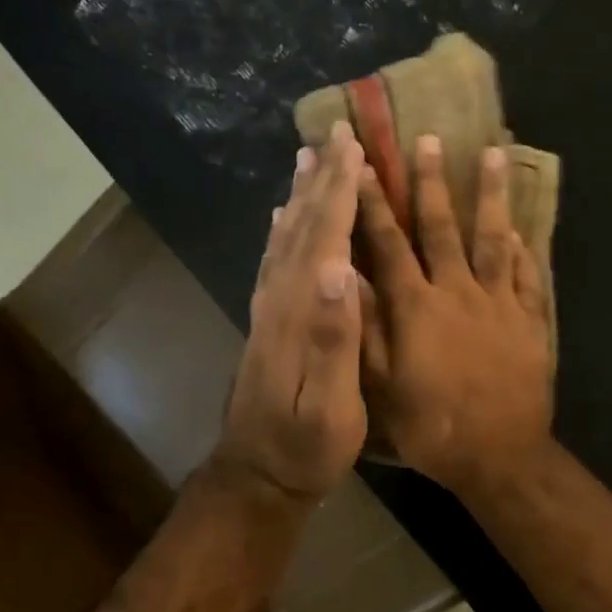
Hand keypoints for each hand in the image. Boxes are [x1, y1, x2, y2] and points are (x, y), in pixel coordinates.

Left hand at [212, 123, 368, 507]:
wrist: (257, 474)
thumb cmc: (305, 446)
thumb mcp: (329, 405)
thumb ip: (333, 339)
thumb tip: (339, 269)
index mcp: (300, 313)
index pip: (324, 239)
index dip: (339, 192)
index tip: (354, 147)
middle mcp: (279, 300)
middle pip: (302, 228)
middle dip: (322, 180)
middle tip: (336, 136)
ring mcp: (268, 311)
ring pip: (284, 238)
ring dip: (300, 197)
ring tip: (309, 161)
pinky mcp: (266, 324)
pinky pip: (274, 262)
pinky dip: (282, 231)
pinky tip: (283, 220)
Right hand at [358, 135, 553, 495]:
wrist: (500, 455)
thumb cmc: (432, 426)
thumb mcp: (382, 386)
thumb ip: (365, 329)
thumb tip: (345, 277)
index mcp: (416, 307)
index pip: (388, 244)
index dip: (373, 204)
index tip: (362, 165)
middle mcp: (457, 292)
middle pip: (442, 228)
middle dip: (431, 182)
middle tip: (430, 140)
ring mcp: (498, 303)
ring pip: (492, 238)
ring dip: (490, 195)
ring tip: (493, 155)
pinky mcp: (529, 320)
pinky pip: (525, 275)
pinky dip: (520, 248)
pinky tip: (518, 227)